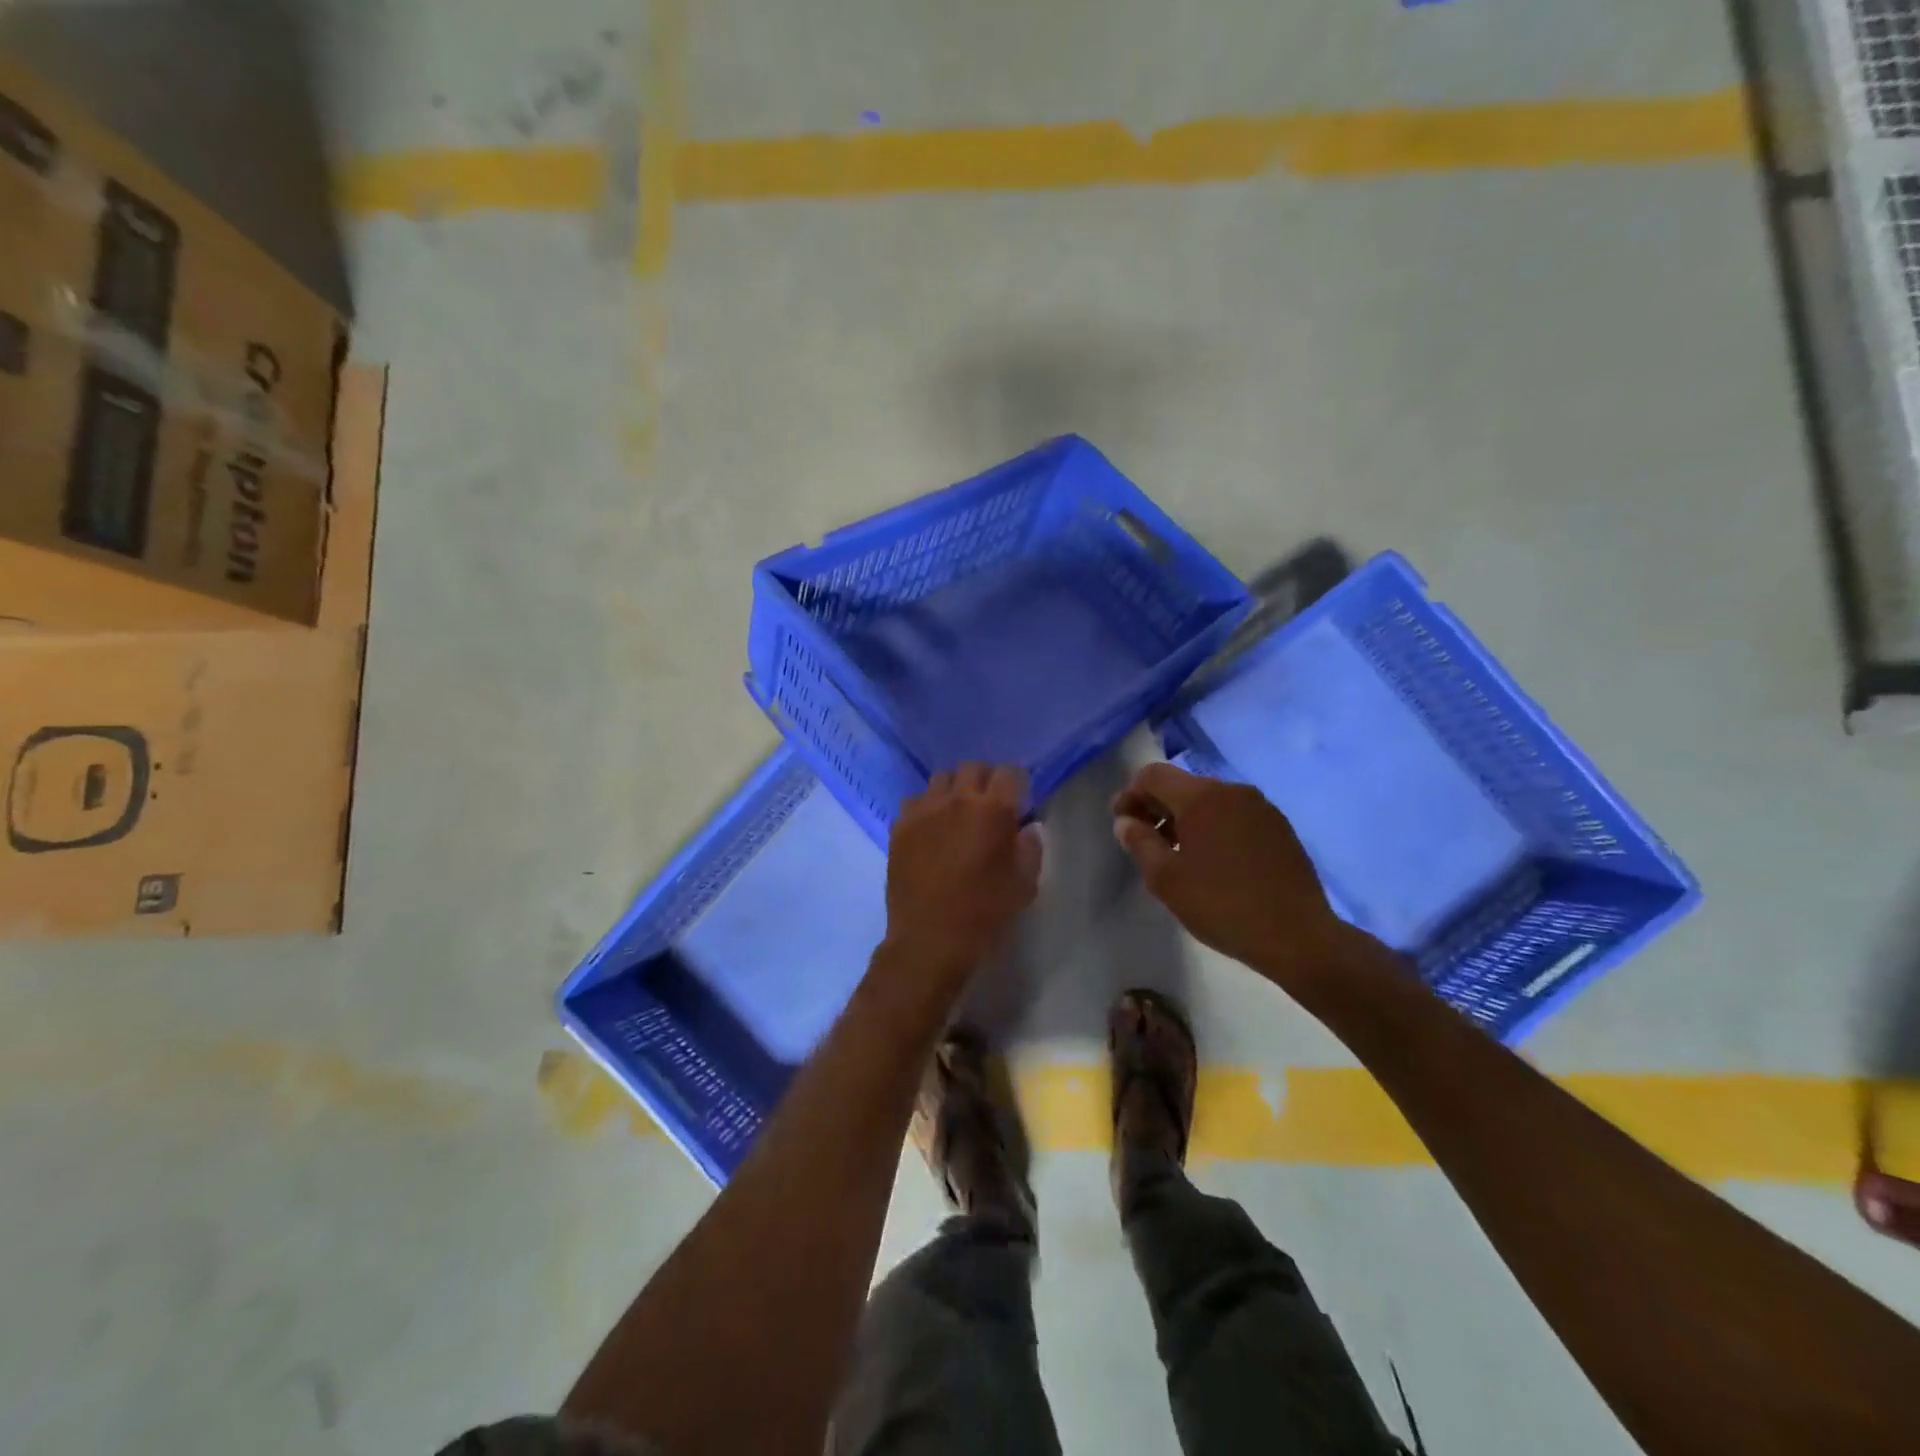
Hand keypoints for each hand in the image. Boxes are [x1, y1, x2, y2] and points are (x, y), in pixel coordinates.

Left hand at [884, 763, 1042, 984]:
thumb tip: (1027, 827)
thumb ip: (1030, 848)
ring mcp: (924, 810)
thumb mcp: (1024, 885)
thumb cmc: (984, 915)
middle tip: (988, 803)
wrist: (929, 940)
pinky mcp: (900, 826)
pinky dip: (926, 807)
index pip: (1009, 773)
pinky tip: (931, 829)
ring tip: (957, 812)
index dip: (1017, 783)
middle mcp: (957, 800)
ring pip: (941, 779)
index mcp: (993, 811)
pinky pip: (914, 801)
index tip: (1019, 799)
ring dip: (954, 789)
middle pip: (973, 768)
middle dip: (985, 779)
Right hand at [1112, 762, 1351, 988]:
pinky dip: (1214, 828)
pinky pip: (1235, 815)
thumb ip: (1140, 843)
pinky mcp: (1280, 828)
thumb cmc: (1222, 906)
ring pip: (1210, 801)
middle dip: (1157, 807)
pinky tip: (1214, 862)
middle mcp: (1233, 791)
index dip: (1130, 794)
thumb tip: (1125, 822)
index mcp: (1202, 797)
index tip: (1123, 824)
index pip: (1152, 775)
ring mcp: (1261, 808)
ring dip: (1186, 819)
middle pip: (1182, 785)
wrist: (1298, 937)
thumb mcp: (1166, 879)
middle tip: (1145, 841)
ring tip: (1179, 855)